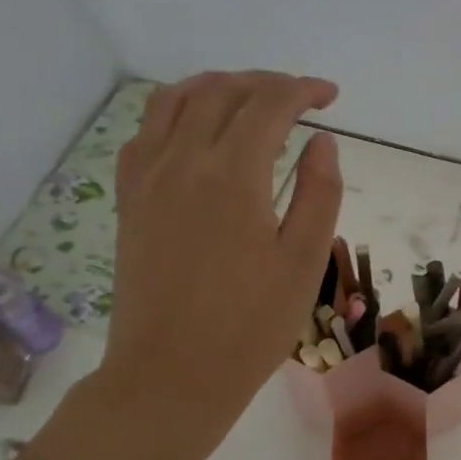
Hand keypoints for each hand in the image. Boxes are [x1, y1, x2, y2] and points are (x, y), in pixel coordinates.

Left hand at [20, 71, 341, 459]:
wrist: (170, 376)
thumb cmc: (250, 325)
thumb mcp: (304, 261)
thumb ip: (319, 192)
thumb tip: (322, 142)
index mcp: (233, 175)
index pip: (270, 104)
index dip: (304, 90)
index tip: (331, 97)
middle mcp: (183, 160)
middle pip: (223, 92)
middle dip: (267, 83)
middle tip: (300, 97)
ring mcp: (147, 177)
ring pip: (176, 100)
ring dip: (219, 86)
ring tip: (250, 98)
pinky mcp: (129, 198)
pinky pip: (146, 130)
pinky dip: (176, 111)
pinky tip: (197, 129)